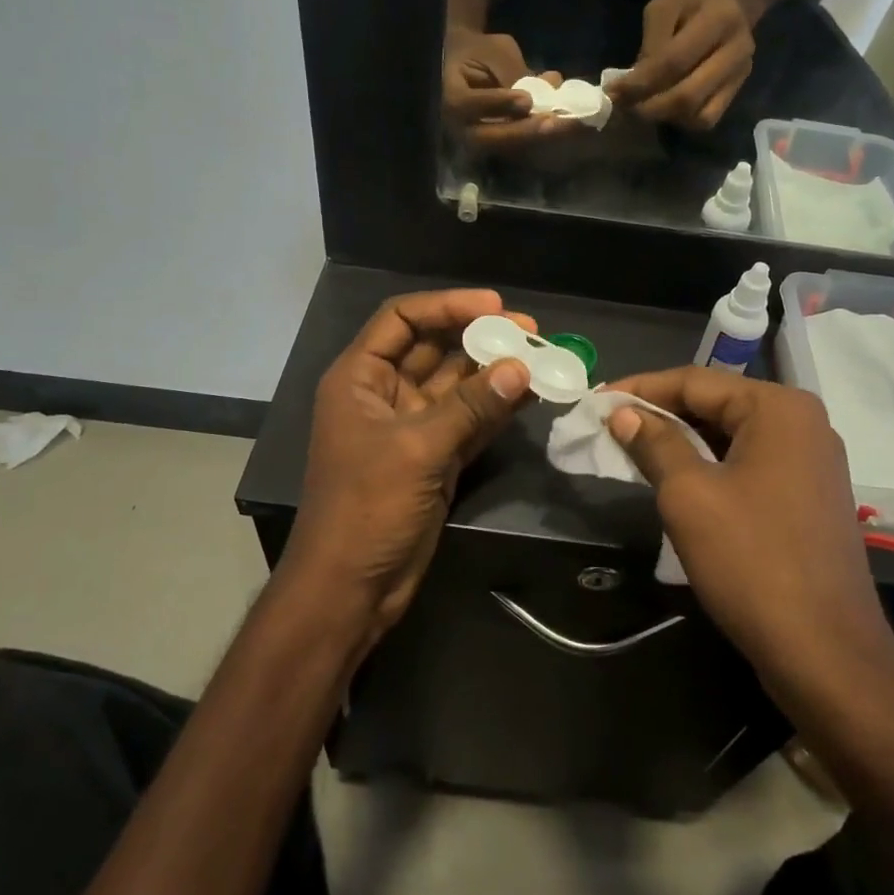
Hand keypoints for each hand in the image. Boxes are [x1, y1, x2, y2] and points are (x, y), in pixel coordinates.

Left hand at [284, 290, 534, 649]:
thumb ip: (470, 407)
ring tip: (542, 358)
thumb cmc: (366, 509)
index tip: (496, 306)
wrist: (351, 588)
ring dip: (495, 372)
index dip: (447, 306)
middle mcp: (384, 394)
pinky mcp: (435, 457)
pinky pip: (470, 421)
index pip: (402, 320)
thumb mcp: (416, 450)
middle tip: (532, 333)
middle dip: (480, 337)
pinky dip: (498, 408)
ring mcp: (412, 427)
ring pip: (458, 386)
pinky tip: (532, 394)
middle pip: (435, 348)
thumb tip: (521, 368)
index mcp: (360, 378)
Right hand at [442, 26, 582, 153]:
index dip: (497, 103)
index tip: (526, 99)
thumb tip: (550, 86)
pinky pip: (514, 148)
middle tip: (552, 123)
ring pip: (502, 147)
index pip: (467, 105)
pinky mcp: (491, 145)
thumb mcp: (494, 51)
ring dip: (535, 138)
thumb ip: (513, 71)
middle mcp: (455, 125)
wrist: (465, 64)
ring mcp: (472, 140)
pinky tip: (561, 127)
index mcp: (448, 95)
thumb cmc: (478, 51)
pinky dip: (538, 138)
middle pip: (486, 138)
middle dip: (522, 131)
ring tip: (563, 126)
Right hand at [603, 367, 893, 700]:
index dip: (640, 388)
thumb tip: (623, 413)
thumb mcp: (689, 495)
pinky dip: (711, 465)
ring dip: (683, 441)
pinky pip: (750, 463)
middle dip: (661, 414)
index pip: (696, 381)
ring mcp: (812, 461)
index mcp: (779, 408)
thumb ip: (654, 443)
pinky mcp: (810, 496)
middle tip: (610, 427)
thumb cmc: (751, 561)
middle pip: (717, 404)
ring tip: (633, 451)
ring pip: (732, 435)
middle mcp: (803, 423)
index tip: (596, 401)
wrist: (824, 651)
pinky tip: (678, 480)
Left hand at [607, 0, 762, 130]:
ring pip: (698, 115)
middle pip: (687, 96)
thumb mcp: (665, 5)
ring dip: (665, 117)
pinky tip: (667, 109)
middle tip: (625, 106)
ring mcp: (740, 74)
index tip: (612, 92)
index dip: (639, 84)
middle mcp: (736, 51)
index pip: (672, 63)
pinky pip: (708, 119)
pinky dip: (683, 121)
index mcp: (718, 20)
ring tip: (643, 107)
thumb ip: (650, 44)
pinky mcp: (738, 89)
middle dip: (649, 108)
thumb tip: (632, 86)